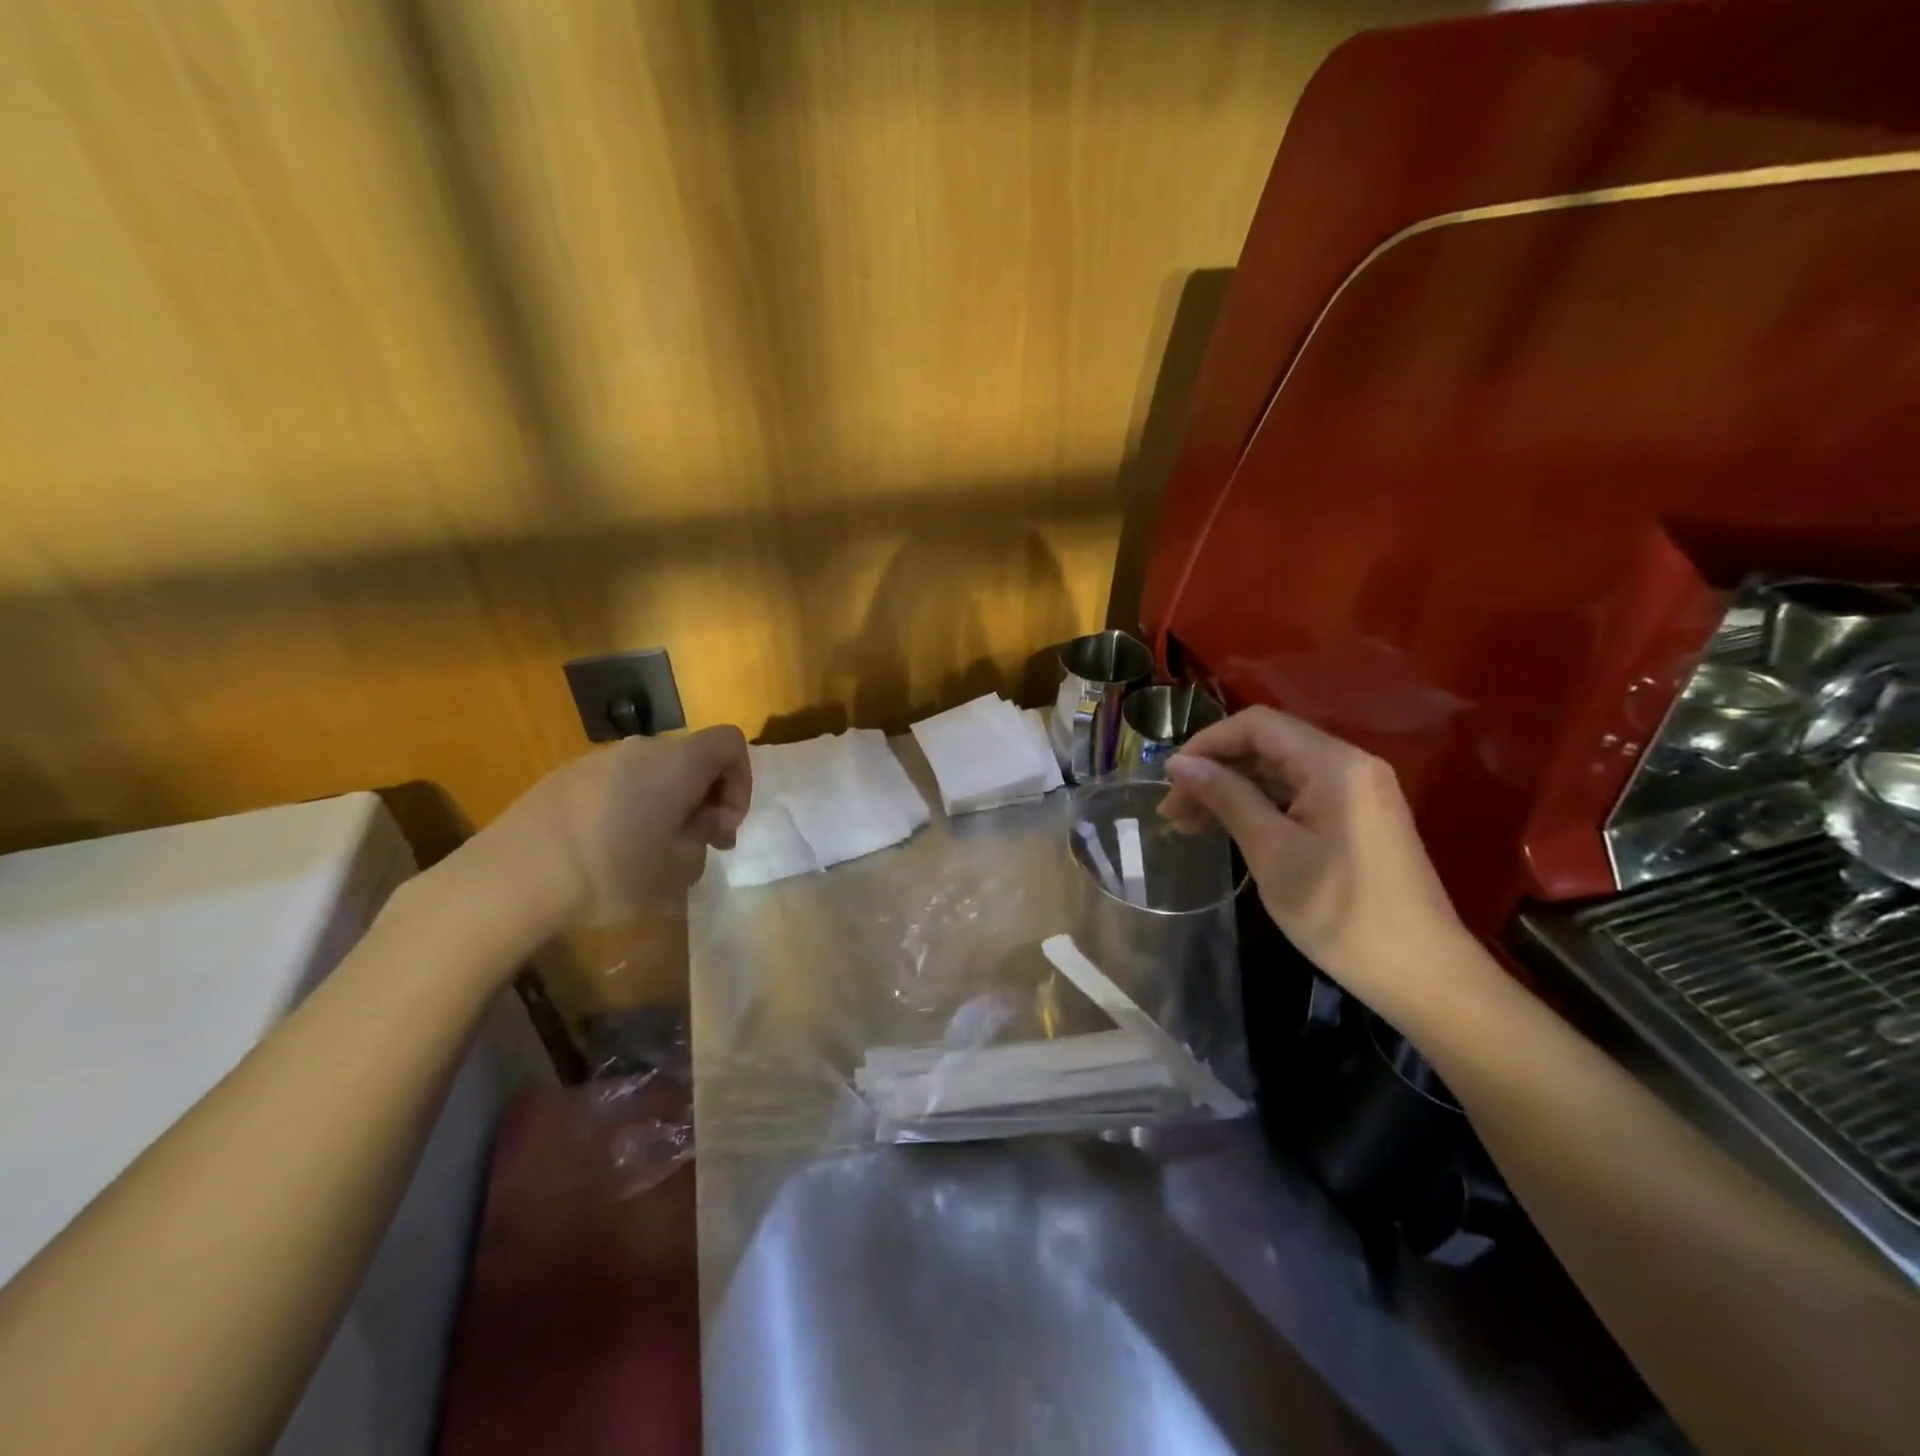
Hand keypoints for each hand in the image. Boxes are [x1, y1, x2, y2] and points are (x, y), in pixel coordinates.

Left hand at [479, 725, 751, 929]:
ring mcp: (597, 759)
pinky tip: (609, 849)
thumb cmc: (614, 871)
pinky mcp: (563, 778)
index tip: (724, 824)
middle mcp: (641, 749)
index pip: (731, 742)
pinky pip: (616, 783)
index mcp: (678, 762)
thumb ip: (705, 838)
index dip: (741, 779)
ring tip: (653, 851)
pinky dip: (630, 806)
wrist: (513, 877)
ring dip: (668, 803)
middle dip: (705, 797)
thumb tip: (701, 824)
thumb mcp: (680, 868)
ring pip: (653, 772)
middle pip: (692, 757)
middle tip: (698, 844)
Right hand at [1161, 707, 1473, 1021]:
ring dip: (1233, 791)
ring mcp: (1358, 792)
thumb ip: (1227, 797)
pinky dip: (1260, 807)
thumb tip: (1180, 763)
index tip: (1170, 779)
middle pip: (1268, 746)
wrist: (1422, 974)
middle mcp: (1350, 765)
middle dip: (1216, 771)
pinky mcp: (1358, 819)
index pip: (1258, 725)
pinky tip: (1231, 830)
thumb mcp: (1272, 851)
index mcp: (1334, 764)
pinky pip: (1298, 796)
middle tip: (1173, 812)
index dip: (1207, 743)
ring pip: (1280, 773)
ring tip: (1191, 826)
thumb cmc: (1340, 912)